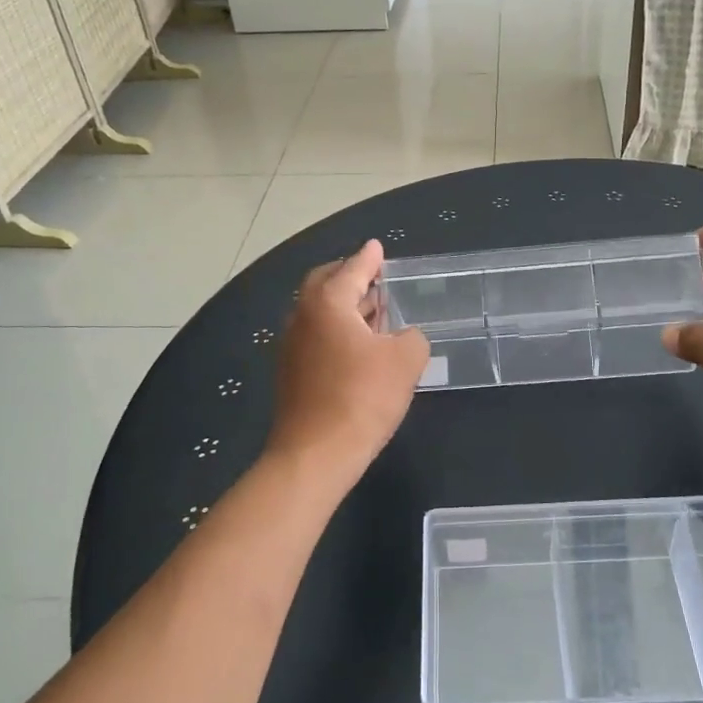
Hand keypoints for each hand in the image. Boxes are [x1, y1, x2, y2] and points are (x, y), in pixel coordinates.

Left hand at [266, 240, 428, 486]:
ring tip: (374, 310)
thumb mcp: (405, 361)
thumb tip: (404, 337)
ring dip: (345, 305)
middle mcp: (302, 316)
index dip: (369, 258)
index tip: (377, 247)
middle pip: (325, 283)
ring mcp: (291, 345)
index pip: (353, 269)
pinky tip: (359, 346)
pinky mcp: (290, 372)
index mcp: (327, 303)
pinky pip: (316, 335)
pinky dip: (337, 329)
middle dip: (349, 276)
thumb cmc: (362, 399)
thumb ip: (412, 337)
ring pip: (319, 311)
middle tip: (375, 277)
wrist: (314, 454)